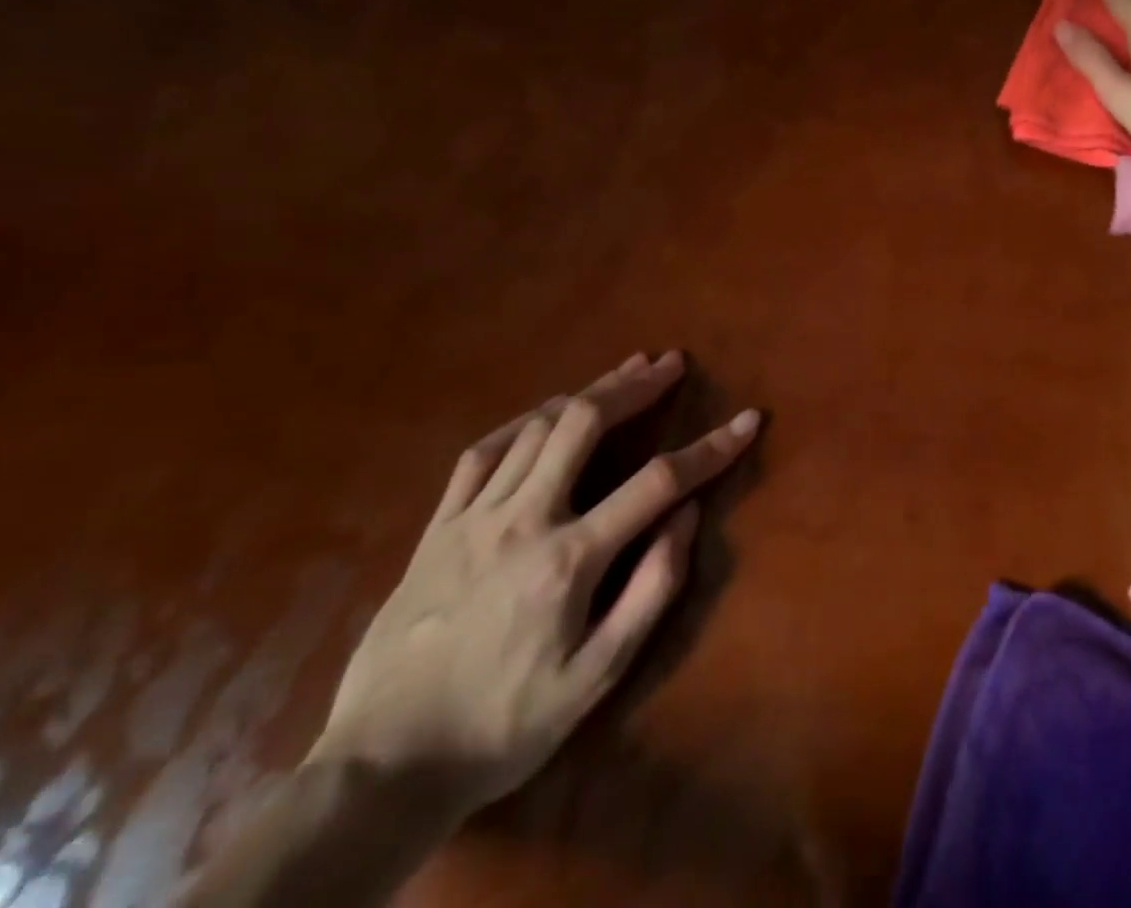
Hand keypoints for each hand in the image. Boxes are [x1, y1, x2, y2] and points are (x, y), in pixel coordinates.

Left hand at [305, 351, 758, 817]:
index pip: (658, 482)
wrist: (383, 768)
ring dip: (588, 392)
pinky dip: (523, 421)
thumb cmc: (504, 725)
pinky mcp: (437, 526)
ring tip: (624, 372)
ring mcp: (473, 517)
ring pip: (537, 426)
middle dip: (636, 386)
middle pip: (585, 423)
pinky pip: (482, 452)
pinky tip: (544, 412)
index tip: (748, 420)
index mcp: (569, 558)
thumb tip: (688, 517)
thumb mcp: (596, 678)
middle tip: (671, 363)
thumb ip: (650, 590)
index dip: (711, 448)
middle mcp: (522, 519)